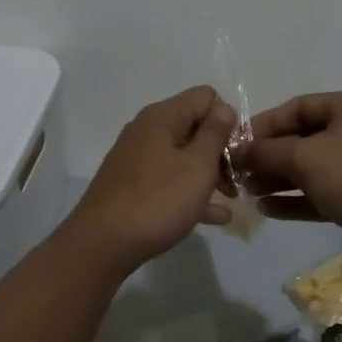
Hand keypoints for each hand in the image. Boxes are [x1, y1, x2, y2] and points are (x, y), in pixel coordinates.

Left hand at [66, 86, 237, 273]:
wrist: (101, 244)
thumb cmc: (158, 200)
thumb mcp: (198, 165)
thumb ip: (215, 133)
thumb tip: (224, 108)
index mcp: (163, 117)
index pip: (205, 97)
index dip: (227, 119)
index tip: (239, 149)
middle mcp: (147, 131)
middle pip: (195, 126)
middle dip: (221, 149)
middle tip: (239, 178)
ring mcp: (138, 159)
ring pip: (184, 156)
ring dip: (210, 173)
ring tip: (232, 197)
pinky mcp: (133, 186)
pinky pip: (170, 181)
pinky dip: (191, 192)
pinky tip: (215, 217)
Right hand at [238, 91, 341, 254]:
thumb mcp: (304, 158)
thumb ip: (267, 151)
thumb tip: (237, 151)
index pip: (299, 107)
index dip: (265, 124)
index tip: (236, 143)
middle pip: (303, 137)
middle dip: (269, 155)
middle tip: (238, 171)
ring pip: (311, 167)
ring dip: (278, 178)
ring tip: (246, 192)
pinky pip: (321, 191)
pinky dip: (295, 198)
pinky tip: (266, 209)